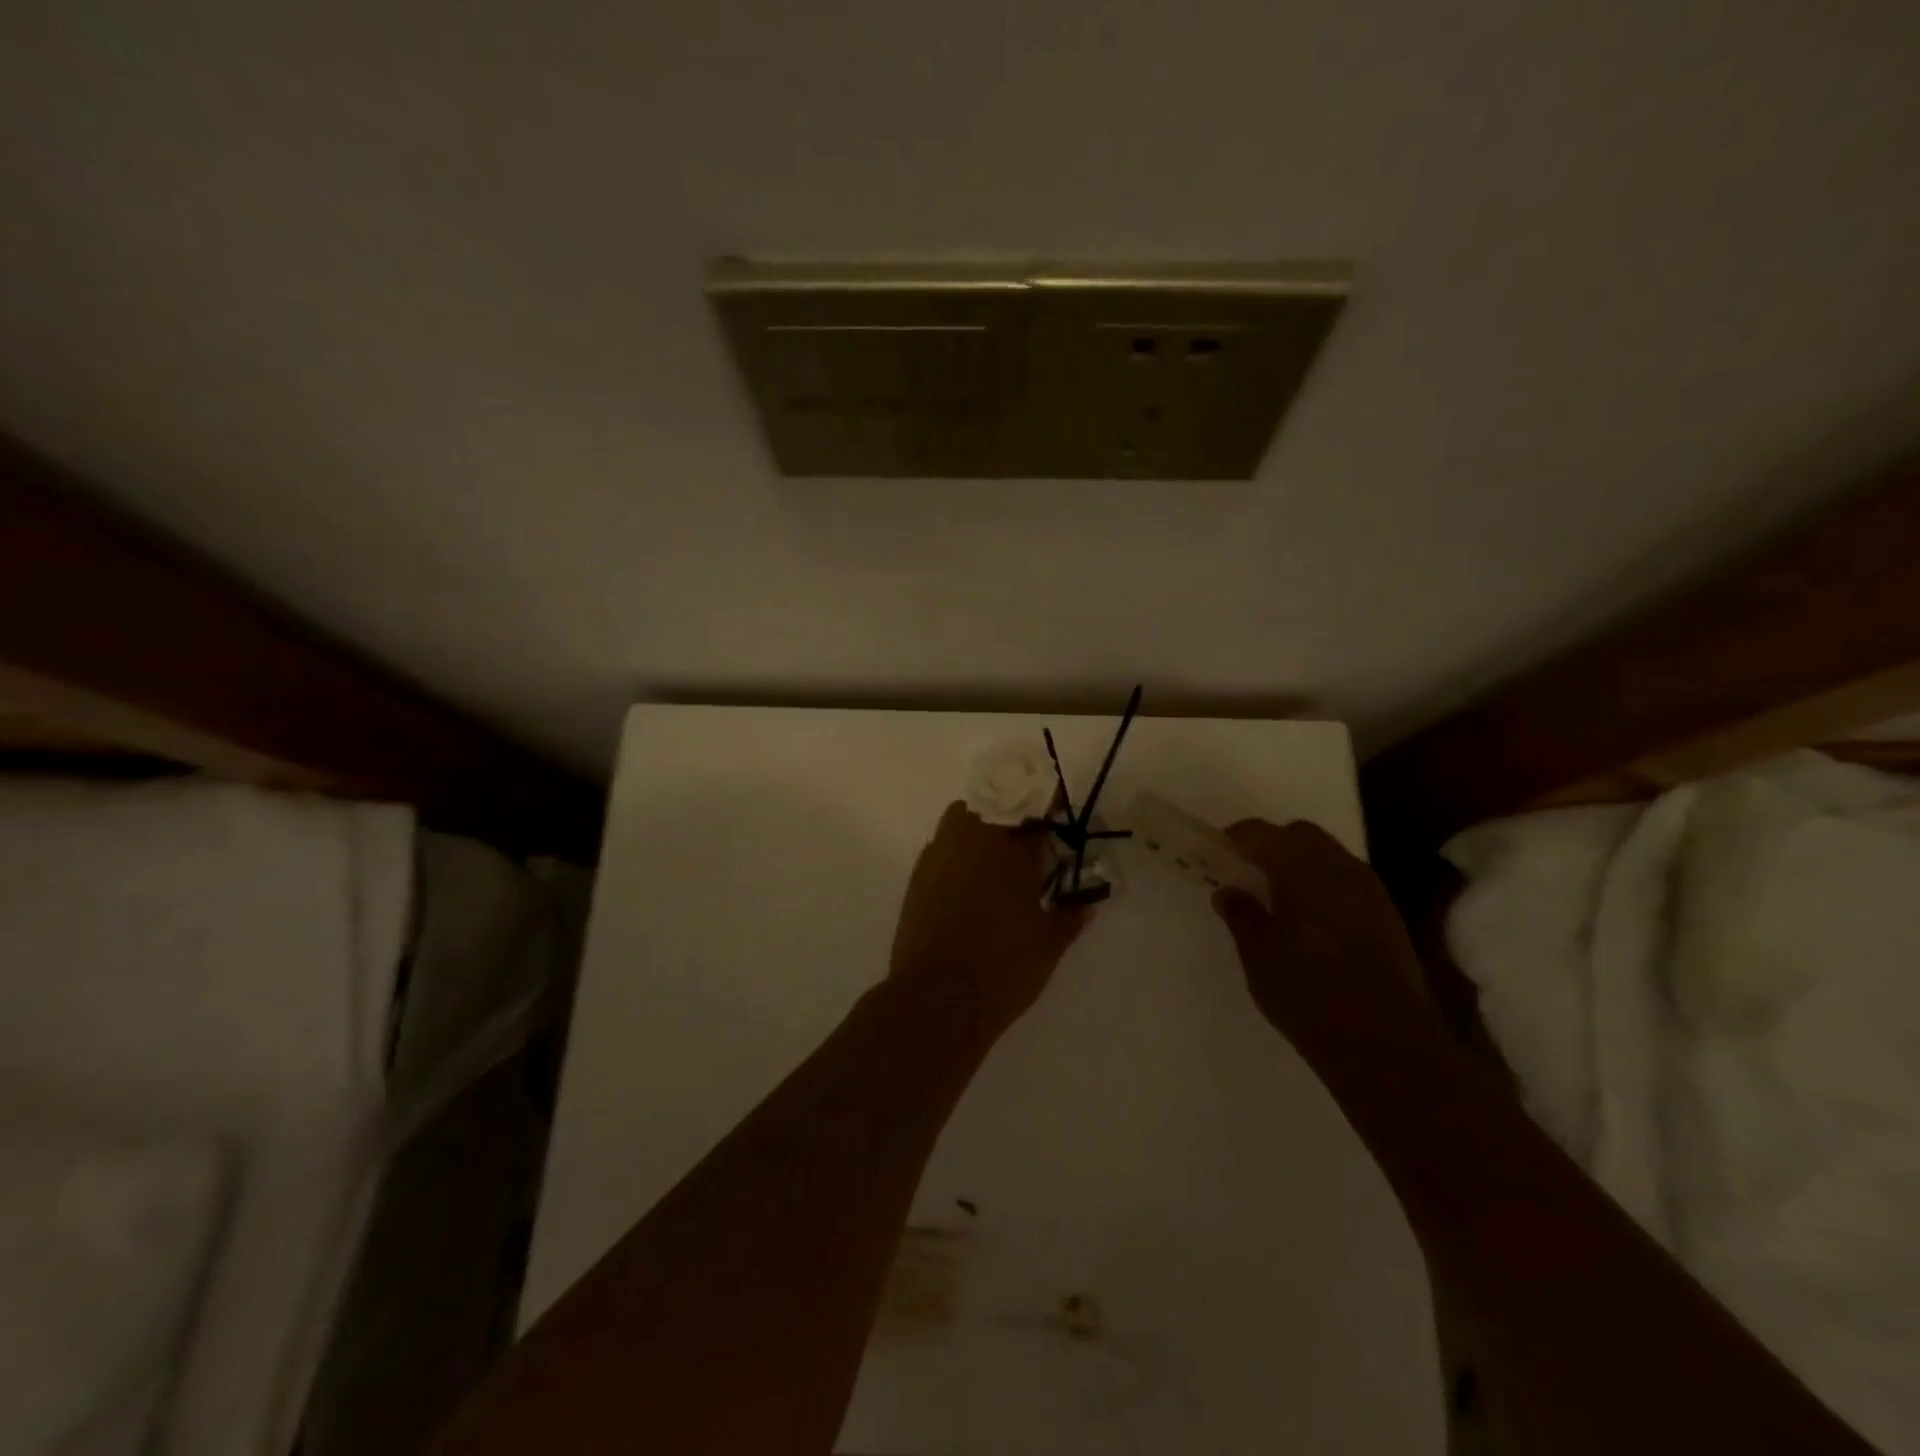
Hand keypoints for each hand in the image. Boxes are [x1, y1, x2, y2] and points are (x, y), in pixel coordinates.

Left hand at [888, 801, 1091, 1036]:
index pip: (1035, 814)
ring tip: (996, 859)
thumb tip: (1086, 904)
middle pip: (993, 806)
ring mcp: (939, 856)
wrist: (937, 999)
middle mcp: (971, 840)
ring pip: (961, 819)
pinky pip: (941, 847)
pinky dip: (957, 852)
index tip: (1061, 826)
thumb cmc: (1003, 967)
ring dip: (980, 827)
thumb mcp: (1049, 945)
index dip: (1051, 817)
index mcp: (1010, 849)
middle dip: (1012, 816)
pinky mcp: (917, 877)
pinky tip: (967, 882)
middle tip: (1028, 843)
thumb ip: (1070, 917)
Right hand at [1211, 819, 1426, 1045]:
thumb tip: (1228, 892)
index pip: (1261, 833)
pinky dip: (1325, 886)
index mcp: (1300, 869)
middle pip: (1300, 835)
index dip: (1237, 838)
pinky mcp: (1387, 916)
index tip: (1219, 853)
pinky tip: (1311, 918)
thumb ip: (1241, 916)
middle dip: (1272, 845)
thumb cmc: (1307, 993)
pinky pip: (1348, 882)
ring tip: (1278, 896)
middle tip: (1248, 871)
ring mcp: (1369, 890)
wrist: (1385, 1044)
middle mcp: (1339, 868)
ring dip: (1302, 865)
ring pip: (1329, 856)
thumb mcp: (1258, 955)